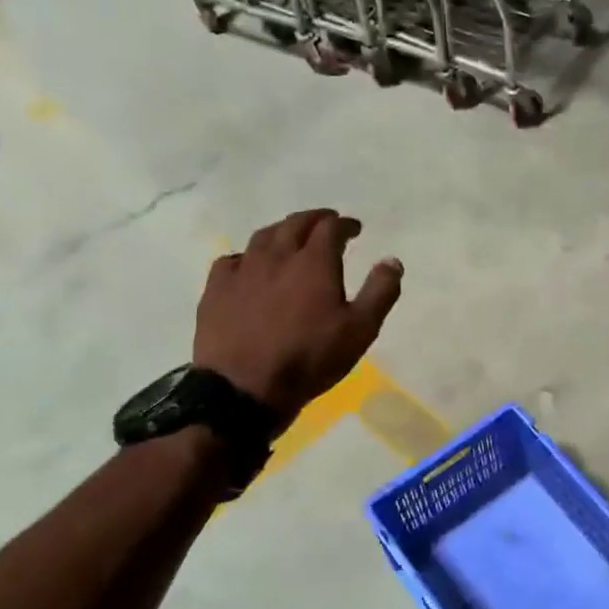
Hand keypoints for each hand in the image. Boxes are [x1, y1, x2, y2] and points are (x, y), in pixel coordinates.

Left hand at [193, 209, 402, 428]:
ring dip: (282, 231)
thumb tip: (392, 261)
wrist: (244, 388)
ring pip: (263, 236)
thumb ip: (380, 292)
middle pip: (295, 224)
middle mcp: (277, 256)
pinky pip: (232, 260)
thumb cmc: (310, 359)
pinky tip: (251, 267)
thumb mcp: (360, 330)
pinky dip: (248, 256)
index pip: (331, 228)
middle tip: (325, 223)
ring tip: (291, 237)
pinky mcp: (217, 290)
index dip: (345, 224)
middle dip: (314, 220)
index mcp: (314, 262)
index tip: (354, 228)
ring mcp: (243, 270)